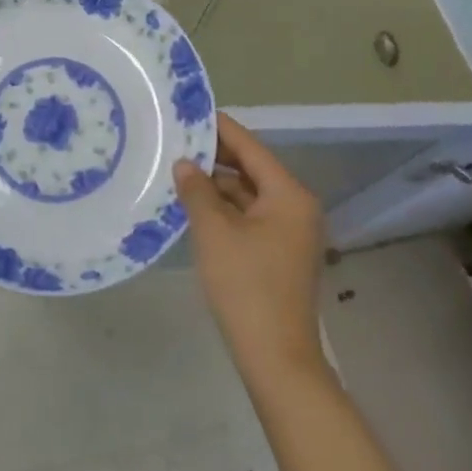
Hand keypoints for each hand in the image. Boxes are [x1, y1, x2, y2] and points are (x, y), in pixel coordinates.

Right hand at [175, 113, 326, 381]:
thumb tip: (186, 164)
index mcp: (288, 194)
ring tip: (177, 170)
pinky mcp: (279, 253)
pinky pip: (249, 216)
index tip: (190, 111)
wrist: (276, 359)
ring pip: (248, 194)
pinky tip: (194, 205)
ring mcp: (290, 232)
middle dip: (215, 157)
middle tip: (175, 140)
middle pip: (251, 169)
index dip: (219, 128)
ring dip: (216, 185)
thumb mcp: (214, 232)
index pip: (250, 147)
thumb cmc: (246, 287)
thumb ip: (198, 190)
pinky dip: (224, 209)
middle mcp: (296, 206)